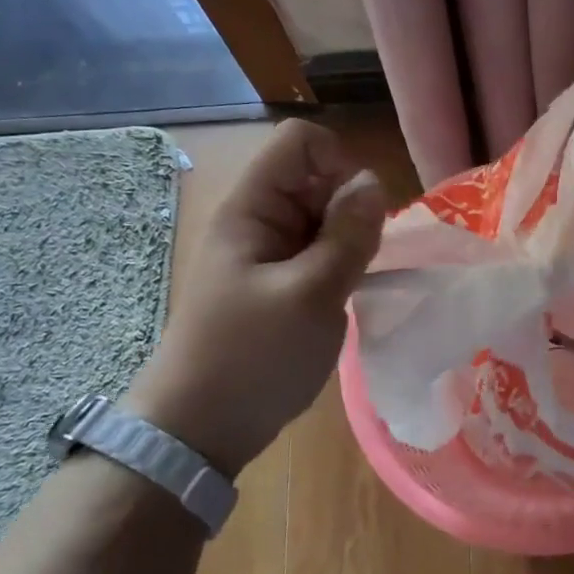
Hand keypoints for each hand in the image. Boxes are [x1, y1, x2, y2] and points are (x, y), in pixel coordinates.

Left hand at [123, 119, 385, 474]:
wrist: (200, 430)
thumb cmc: (253, 358)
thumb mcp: (312, 295)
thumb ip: (348, 235)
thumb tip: (373, 182)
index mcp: (252, 209)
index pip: (301, 143)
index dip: (339, 165)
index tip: (357, 216)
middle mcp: (258, 220)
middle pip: (316, 178)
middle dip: (350, 209)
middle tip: (358, 261)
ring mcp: (267, 253)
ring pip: (323, 217)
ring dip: (348, 241)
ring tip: (351, 285)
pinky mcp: (278, 283)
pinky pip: (318, 252)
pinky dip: (340, 264)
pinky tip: (345, 297)